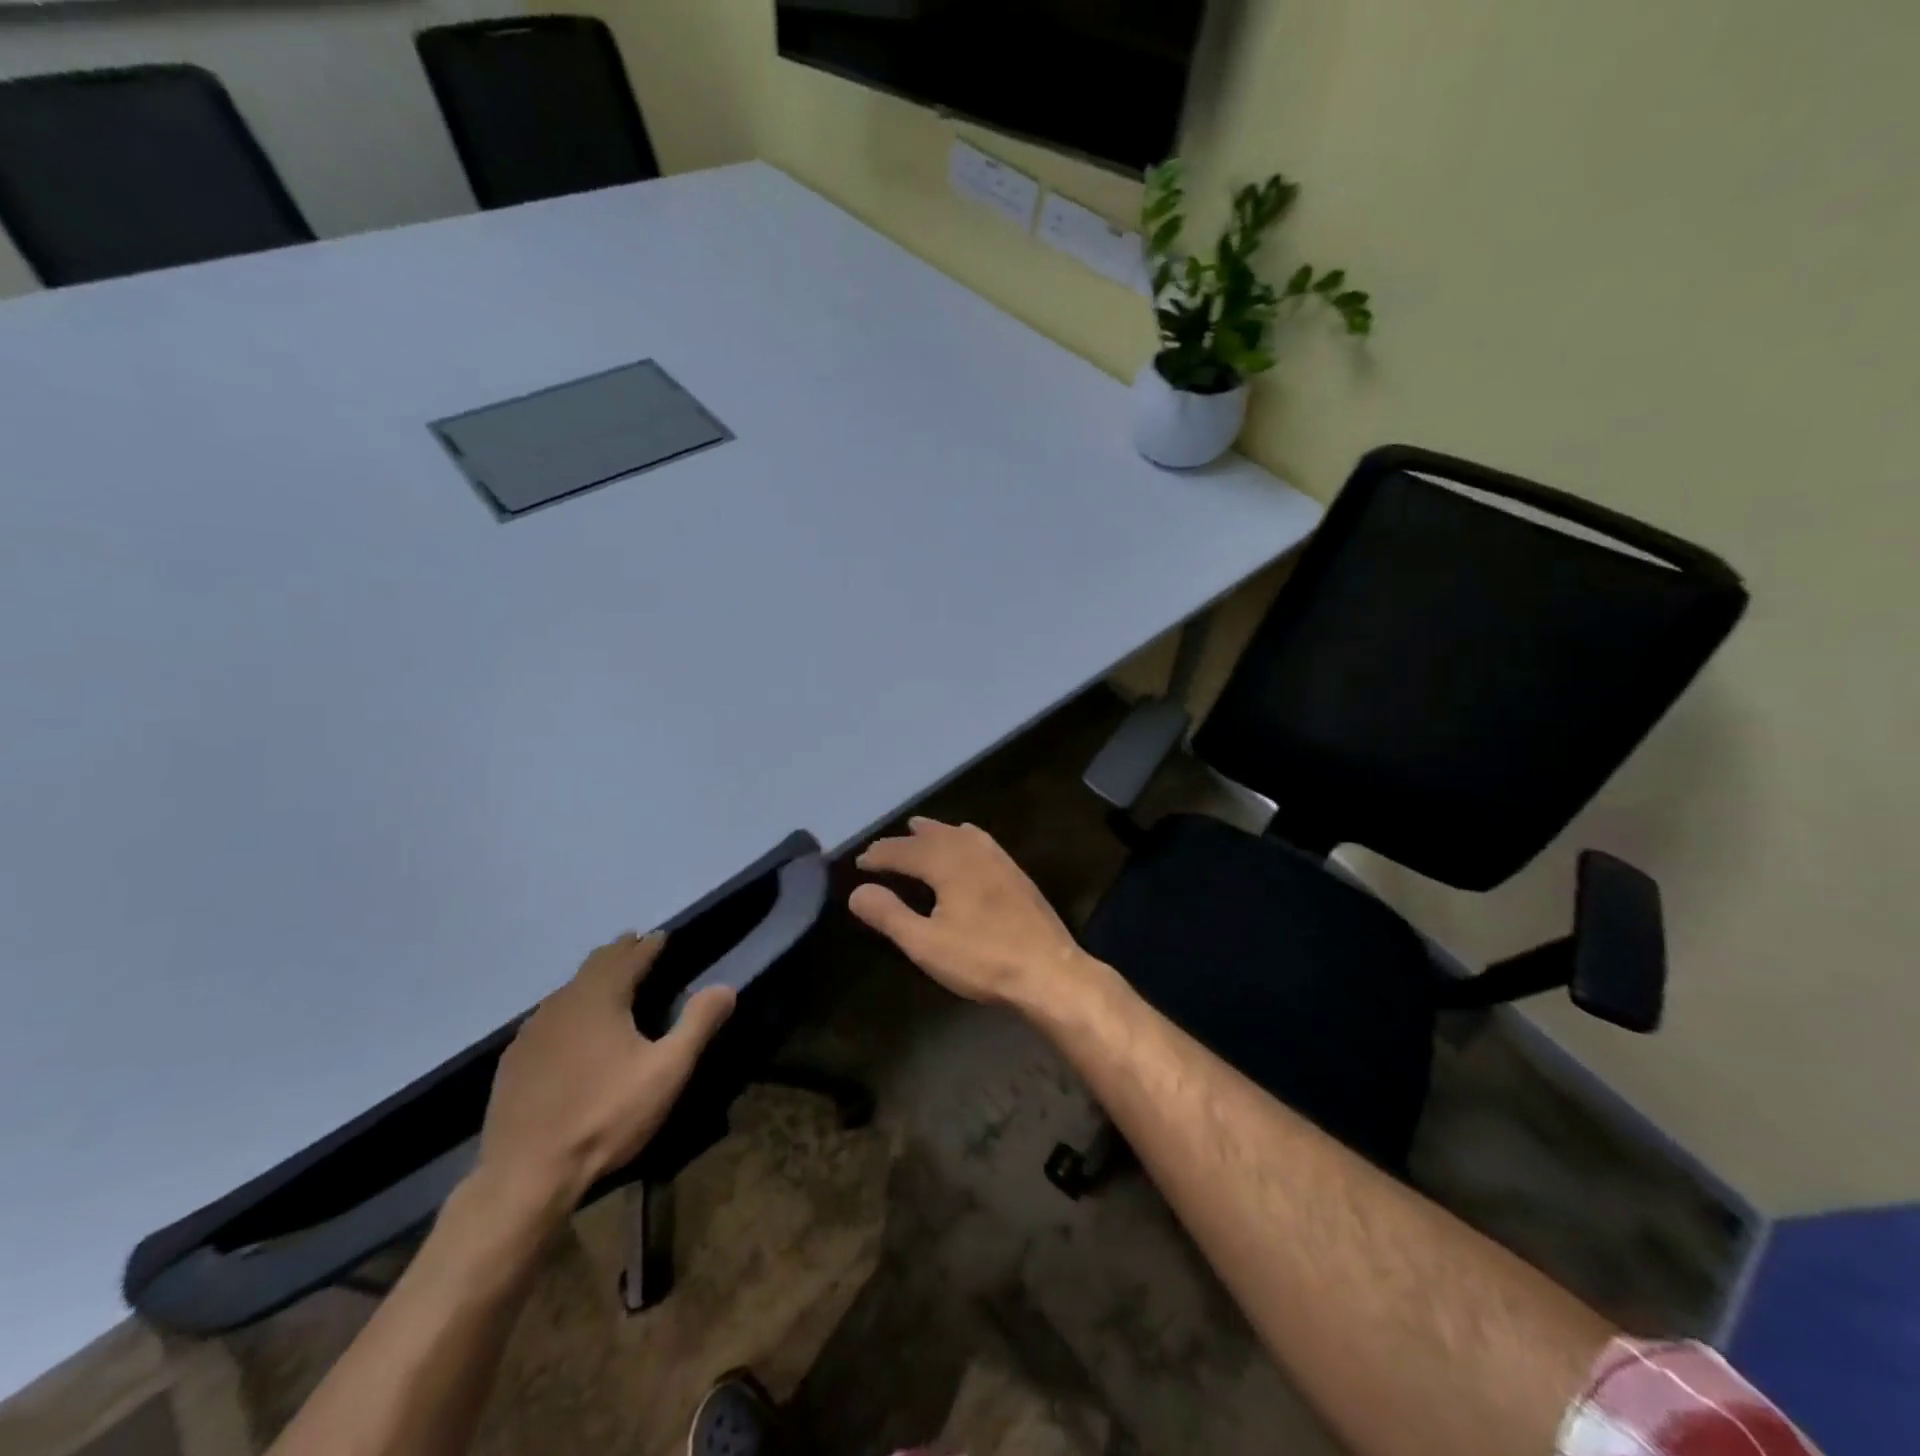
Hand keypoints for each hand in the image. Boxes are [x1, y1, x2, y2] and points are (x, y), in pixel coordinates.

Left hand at [476, 932, 734, 1217]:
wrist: (525, 1175)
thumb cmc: (605, 1116)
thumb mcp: (666, 1071)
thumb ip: (698, 1024)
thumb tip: (726, 987)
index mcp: (600, 997)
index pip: (629, 958)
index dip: (648, 946)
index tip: (662, 936)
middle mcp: (563, 1003)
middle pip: (595, 966)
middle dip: (619, 953)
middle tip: (636, 946)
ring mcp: (531, 1032)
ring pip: (568, 990)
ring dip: (593, 979)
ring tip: (610, 982)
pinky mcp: (514, 1061)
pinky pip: (548, 1018)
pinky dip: (569, 1009)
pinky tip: (572, 1028)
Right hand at [850, 817, 1092, 1008]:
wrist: (1049, 971)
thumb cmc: (983, 959)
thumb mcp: (926, 943)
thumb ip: (889, 915)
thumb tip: (857, 891)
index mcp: (948, 864)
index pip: (904, 851)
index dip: (880, 855)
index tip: (860, 862)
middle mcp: (972, 851)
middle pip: (932, 837)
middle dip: (905, 841)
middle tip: (883, 848)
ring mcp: (999, 859)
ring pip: (959, 834)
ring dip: (935, 832)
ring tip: (920, 829)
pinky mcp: (1016, 873)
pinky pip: (981, 841)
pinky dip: (962, 837)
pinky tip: (967, 845)